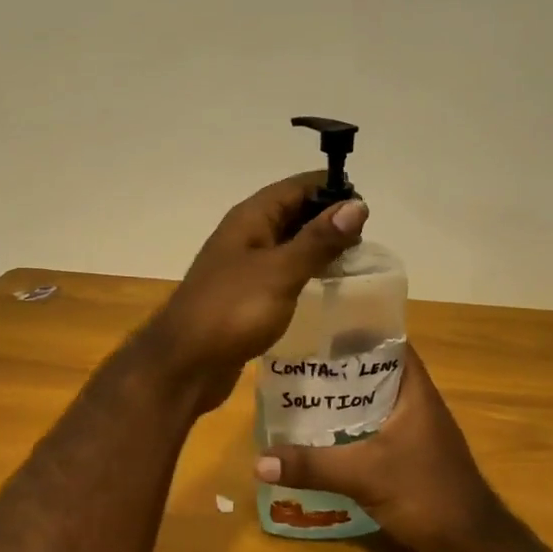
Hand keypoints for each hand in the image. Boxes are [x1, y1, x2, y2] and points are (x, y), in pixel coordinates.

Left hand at [140, 173, 368, 413]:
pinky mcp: (245, 296)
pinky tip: (324, 288)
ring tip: (354, 261)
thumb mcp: (280, 272)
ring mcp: (243, 267)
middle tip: (366, 238)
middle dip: (326, 219)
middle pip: (291, 214)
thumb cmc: (232, 310)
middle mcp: (245, 236)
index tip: (365, 205)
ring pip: (287, 245)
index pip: (295, 188)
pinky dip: (303, 274)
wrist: (185, 364)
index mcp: (250, 219)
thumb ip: (318, 240)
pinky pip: (281, 274)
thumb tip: (356, 205)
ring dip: (317, 248)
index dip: (329, 189)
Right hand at [254, 344, 518, 551]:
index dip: (356, 331)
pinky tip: (319, 442)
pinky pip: (372, 436)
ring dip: (340, 405)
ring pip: (371, 407)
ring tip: (298, 399)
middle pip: (373, 374)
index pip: (388, 342)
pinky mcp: (409, 462)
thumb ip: (313, 466)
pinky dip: (348, 434)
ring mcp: (415, 435)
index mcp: (415, 392)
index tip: (317, 327)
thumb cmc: (427, 494)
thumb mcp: (365, 475)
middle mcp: (416, 406)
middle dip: (336, 370)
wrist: (473, 551)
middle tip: (294, 365)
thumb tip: (258, 462)